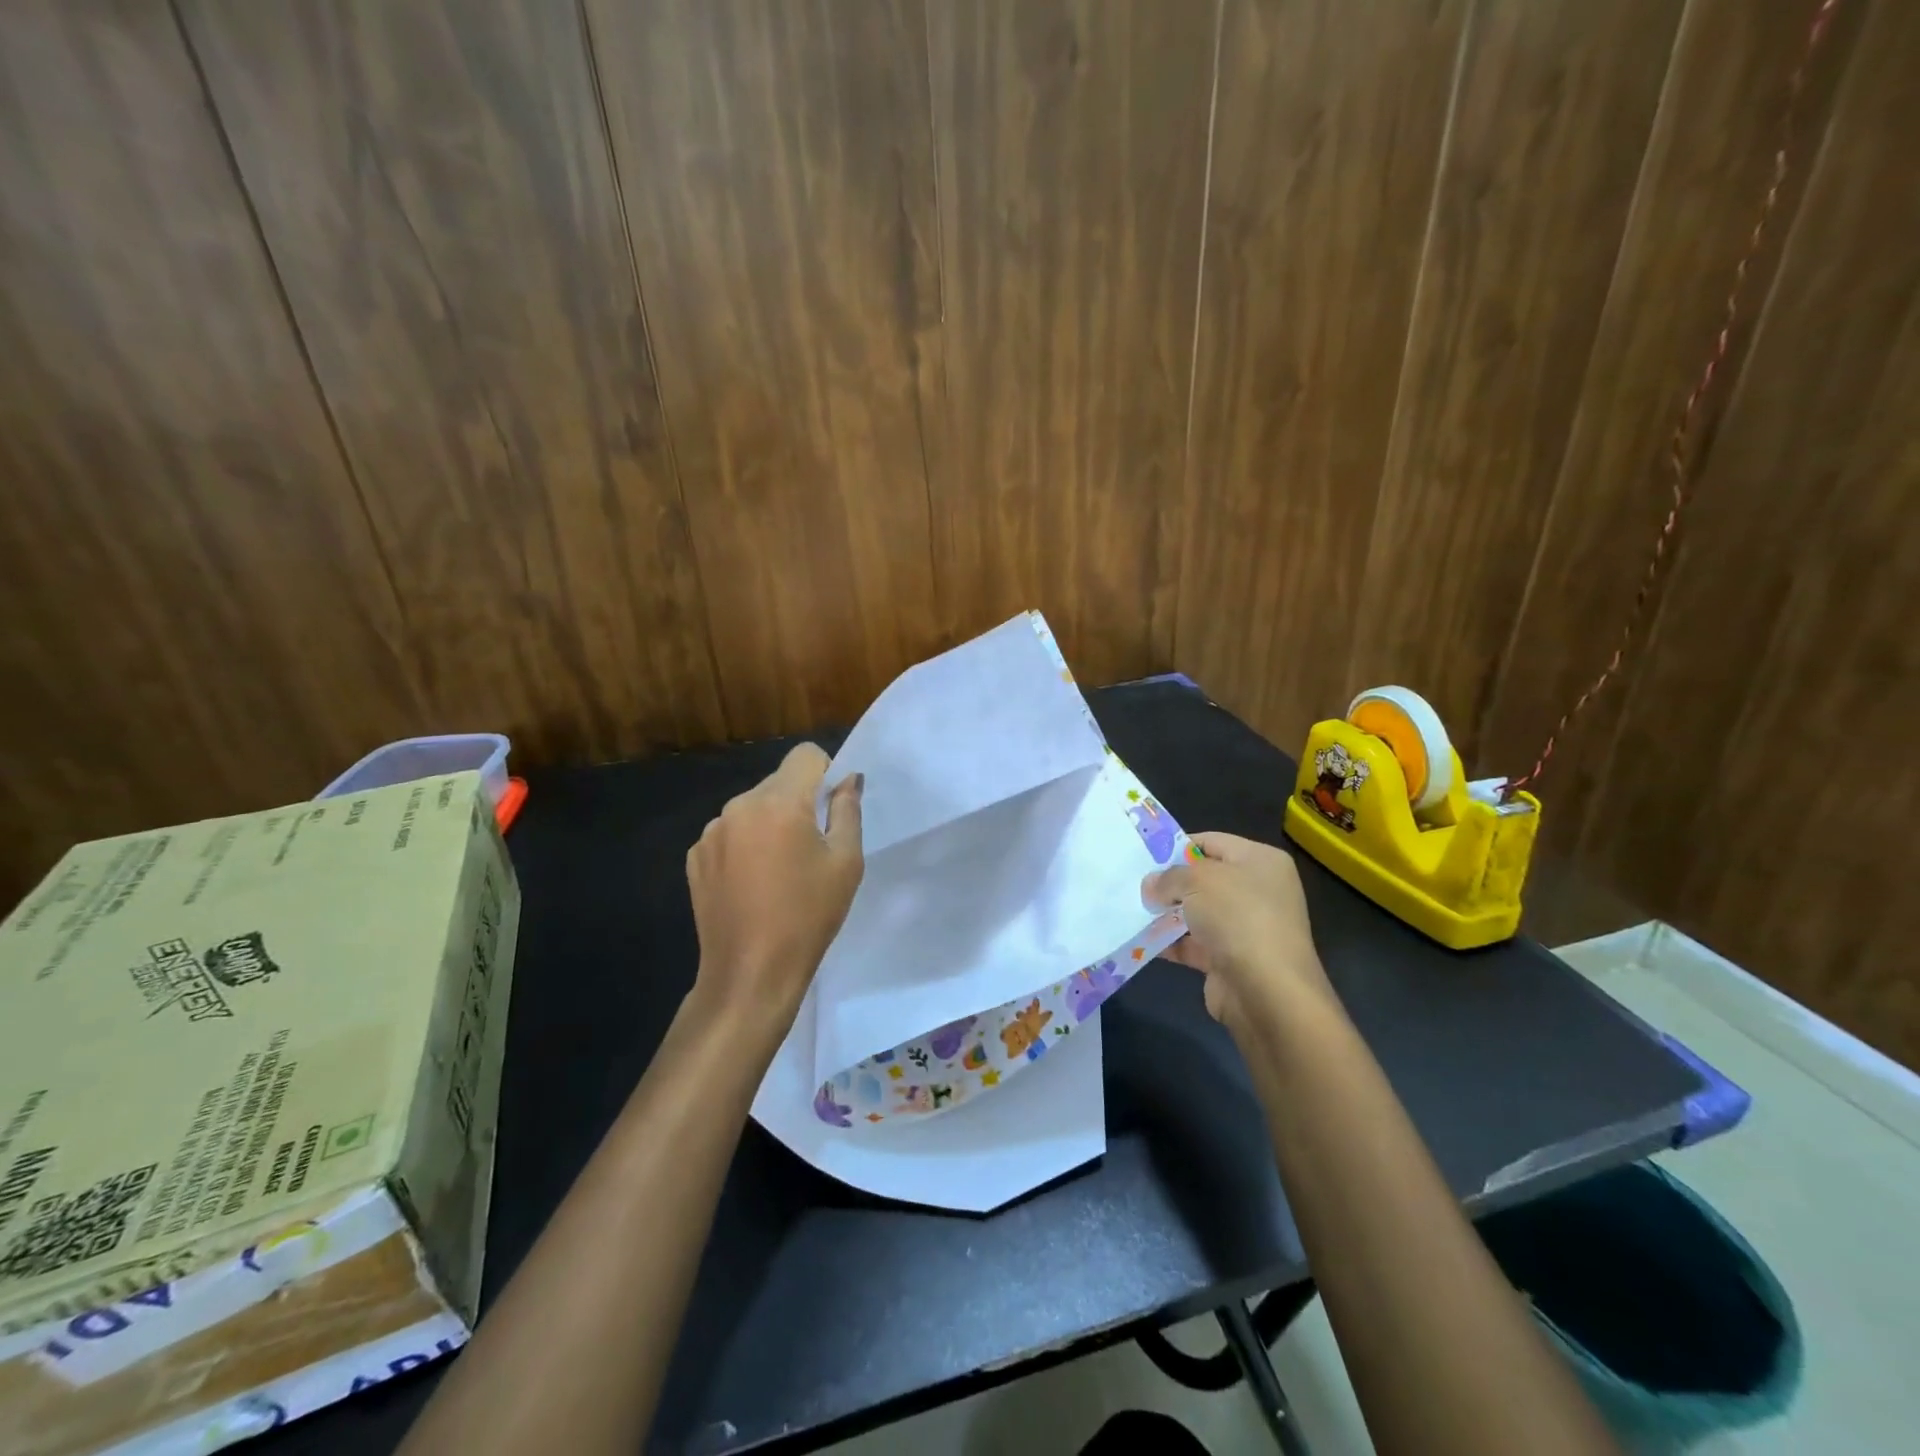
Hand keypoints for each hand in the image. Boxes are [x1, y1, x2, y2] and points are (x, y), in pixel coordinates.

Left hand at [686, 744, 863, 1034]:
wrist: (750, 973)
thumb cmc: (808, 916)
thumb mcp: (846, 862)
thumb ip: (848, 810)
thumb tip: (848, 780)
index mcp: (779, 802)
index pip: (805, 755)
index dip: (825, 773)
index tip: (830, 809)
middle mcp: (739, 806)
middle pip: (778, 782)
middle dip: (798, 803)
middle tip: (810, 850)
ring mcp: (711, 832)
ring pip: (752, 808)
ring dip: (769, 824)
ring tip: (779, 872)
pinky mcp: (695, 857)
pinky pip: (730, 833)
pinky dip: (745, 846)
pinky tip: (752, 884)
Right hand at [1143, 832, 1335, 1041]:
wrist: (1267, 991)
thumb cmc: (1238, 917)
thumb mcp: (1197, 881)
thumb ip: (1169, 876)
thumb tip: (1152, 885)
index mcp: (1261, 861)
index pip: (1212, 842)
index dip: (1178, 846)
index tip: (1146, 855)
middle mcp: (1258, 891)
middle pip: (1204, 878)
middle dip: (1170, 883)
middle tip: (1135, 884)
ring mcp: (1246, 927)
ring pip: (1197, 912)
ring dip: (1167, 914)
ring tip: (1132, 910)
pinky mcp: (1232, 959)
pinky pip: (1194, 944)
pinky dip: (1171, 942)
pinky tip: (1143, 940)